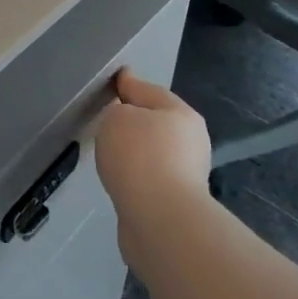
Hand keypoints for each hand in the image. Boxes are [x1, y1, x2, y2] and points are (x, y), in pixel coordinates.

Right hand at [93, 70, 212, 269]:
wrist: (160, 220)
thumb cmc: (139, 157)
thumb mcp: (117, 118)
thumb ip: (117, 111)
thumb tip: (126, 124)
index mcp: (181, 113)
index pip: (148, 89)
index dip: (128, 83)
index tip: (115, 78)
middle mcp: (190, 141)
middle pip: (155, 121)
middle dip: (134, 120)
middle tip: (107, 119)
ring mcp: (187, 173)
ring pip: (153, 152)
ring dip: (135, 151)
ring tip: (110, 153)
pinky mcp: (176, 201)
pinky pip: (149, 177)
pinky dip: (135, 175)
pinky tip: (120, 179)